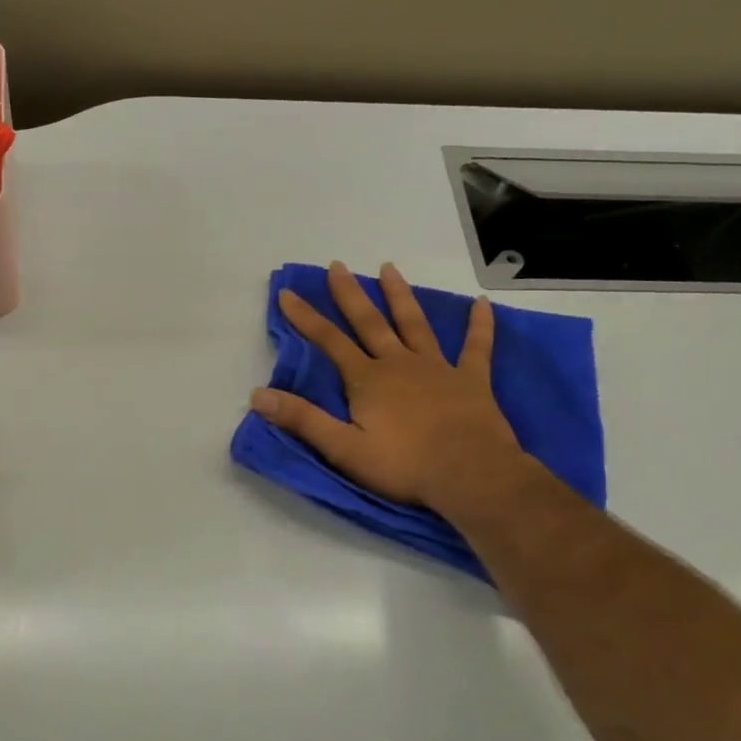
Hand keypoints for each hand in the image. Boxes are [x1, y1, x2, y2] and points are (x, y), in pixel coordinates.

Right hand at [249, 261, 531, 518]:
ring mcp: (438, 368)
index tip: (287, 293)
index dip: (305, 318)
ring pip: (414, 323)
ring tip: (389, 268)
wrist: (470, 474)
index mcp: (367, 380)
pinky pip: (476, 346)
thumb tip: (258, 395)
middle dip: (350, 294)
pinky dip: (479, 324)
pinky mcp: (471, 379)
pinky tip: (481, 303)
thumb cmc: (404, 465)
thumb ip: (302, 419)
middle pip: (370, 322)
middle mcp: (399, 364)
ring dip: (400, 295)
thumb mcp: (343, 449)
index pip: (329, 342)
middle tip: (338, 266)